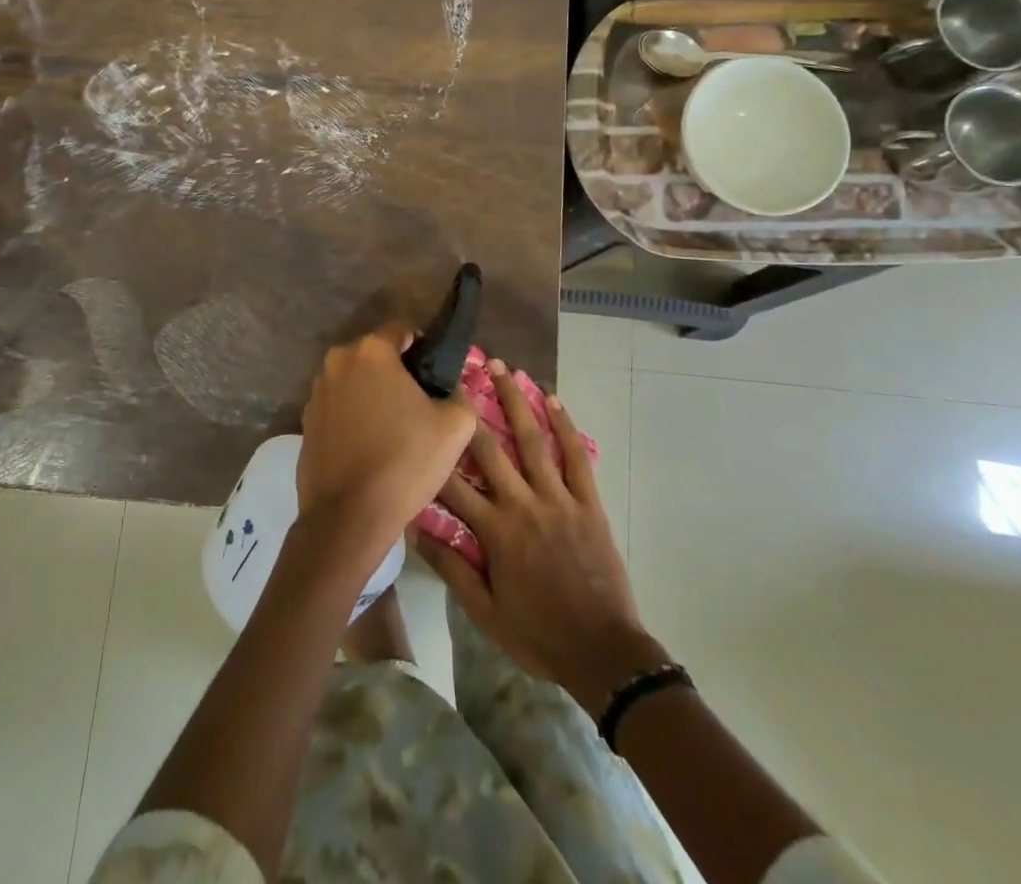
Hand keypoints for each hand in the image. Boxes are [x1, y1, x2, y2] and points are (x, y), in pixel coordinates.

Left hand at [297, 326, 476, 570]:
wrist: (348, 518)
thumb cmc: (405, 462)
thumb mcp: (455, 427)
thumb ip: (460, 395)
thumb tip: (451, 389)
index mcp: (372, 351)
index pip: (403, 330)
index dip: (424, 348)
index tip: (436, 376)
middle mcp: (338, 361)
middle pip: (376, 355)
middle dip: (397, 372)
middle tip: (419, 404)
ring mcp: (317, 391)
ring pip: (355, 380)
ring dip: (373, 393)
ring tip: (394, 428)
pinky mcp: (306, 420)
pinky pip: (338, 406)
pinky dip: (354, 415)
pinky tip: (369, 445)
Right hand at [415, 360, 669, 717]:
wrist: (604, 653)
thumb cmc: (538, 635)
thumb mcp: (485, 612)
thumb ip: (452, 568)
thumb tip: (416, 529)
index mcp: (496, 531)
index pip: (453, 485)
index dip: (432, 455)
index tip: (419, 422)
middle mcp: (523, 504)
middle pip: (490, 449)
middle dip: (470, 410)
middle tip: (456, 375)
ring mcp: (558, 499)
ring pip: (532, 440)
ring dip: (516, 401)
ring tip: (504, 367)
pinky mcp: (588, 502)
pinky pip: (575, 457)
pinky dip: (564, 426)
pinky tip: (553, 400)